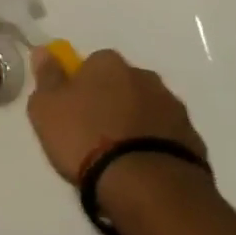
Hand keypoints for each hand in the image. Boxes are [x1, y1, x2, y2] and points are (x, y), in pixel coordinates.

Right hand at [25, 47, 206, 183]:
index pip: (91, 64)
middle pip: (121, 84)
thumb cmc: (86, 139)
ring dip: (134, 123)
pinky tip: (142, 169)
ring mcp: (171, 106)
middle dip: (111, 103)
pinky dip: (154, 145)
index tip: (72, 112)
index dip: (80, 86)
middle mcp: (143, 75)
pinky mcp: (191, 137)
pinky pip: (165, 136)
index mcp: (108, 63)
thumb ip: (47, 78)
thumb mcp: (47, 109)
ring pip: (146, 108)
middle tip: (94, 136)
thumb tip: (44, 51)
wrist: (145, 183)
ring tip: (119, 158)